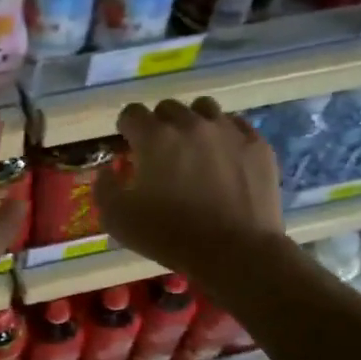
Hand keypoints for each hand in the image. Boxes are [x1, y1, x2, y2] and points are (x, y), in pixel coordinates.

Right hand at [93, 98, 285, 277]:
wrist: (236, 252)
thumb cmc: (171, 235)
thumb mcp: (118, 220)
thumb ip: (103, 189)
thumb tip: (106, 171)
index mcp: (154, 137)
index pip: (132, 113)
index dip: (127, 129)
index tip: (130, 148)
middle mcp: (190, 124)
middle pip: (167, 108)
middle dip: (159, 125)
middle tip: (161, 153)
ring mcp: (228, 130)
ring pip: (204, 109)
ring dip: (192, 123)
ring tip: (194, 149)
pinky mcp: (257, 144)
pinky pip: (235, 125)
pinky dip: (224, 135)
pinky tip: (223, 158)